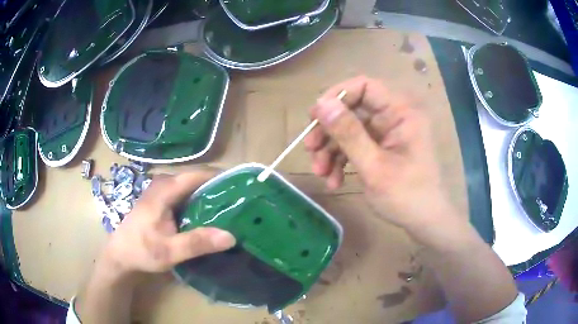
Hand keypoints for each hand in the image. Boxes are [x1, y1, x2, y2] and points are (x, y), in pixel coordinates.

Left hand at [99, 170, 235, 276]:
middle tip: (240, 201)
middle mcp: (163, 184)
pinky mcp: (161, 200)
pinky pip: (185, 194)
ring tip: (230, 207)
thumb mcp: (169, 251)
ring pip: (190, 186)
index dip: (220, 177)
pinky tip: (209, 214)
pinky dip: (199, 200)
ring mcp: (161, 191)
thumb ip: (197, 243)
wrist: (121, 255)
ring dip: (209, 194)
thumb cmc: (141, 251)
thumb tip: (231, 236)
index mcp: (164, 190)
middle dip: (218, 187)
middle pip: (195, 178)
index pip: (197, 175)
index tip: (243, 186)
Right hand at [305, 76, 456, 229]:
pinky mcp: (381, 149)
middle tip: (310, 149)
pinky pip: (355, 146)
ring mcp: (387, 134)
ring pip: (350, 130)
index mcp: (400, 113)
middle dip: (329, 130)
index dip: (337, 96)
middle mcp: (393, 118)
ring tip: (320, 172)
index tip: (315, 117)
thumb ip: (348, 133)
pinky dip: (341, 161)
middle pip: (352, 110)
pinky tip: (334, 180)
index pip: (365, 86)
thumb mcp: (374, 166)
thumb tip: (320, 104)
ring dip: (331, 150)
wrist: (424, 221)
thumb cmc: (407, 196)